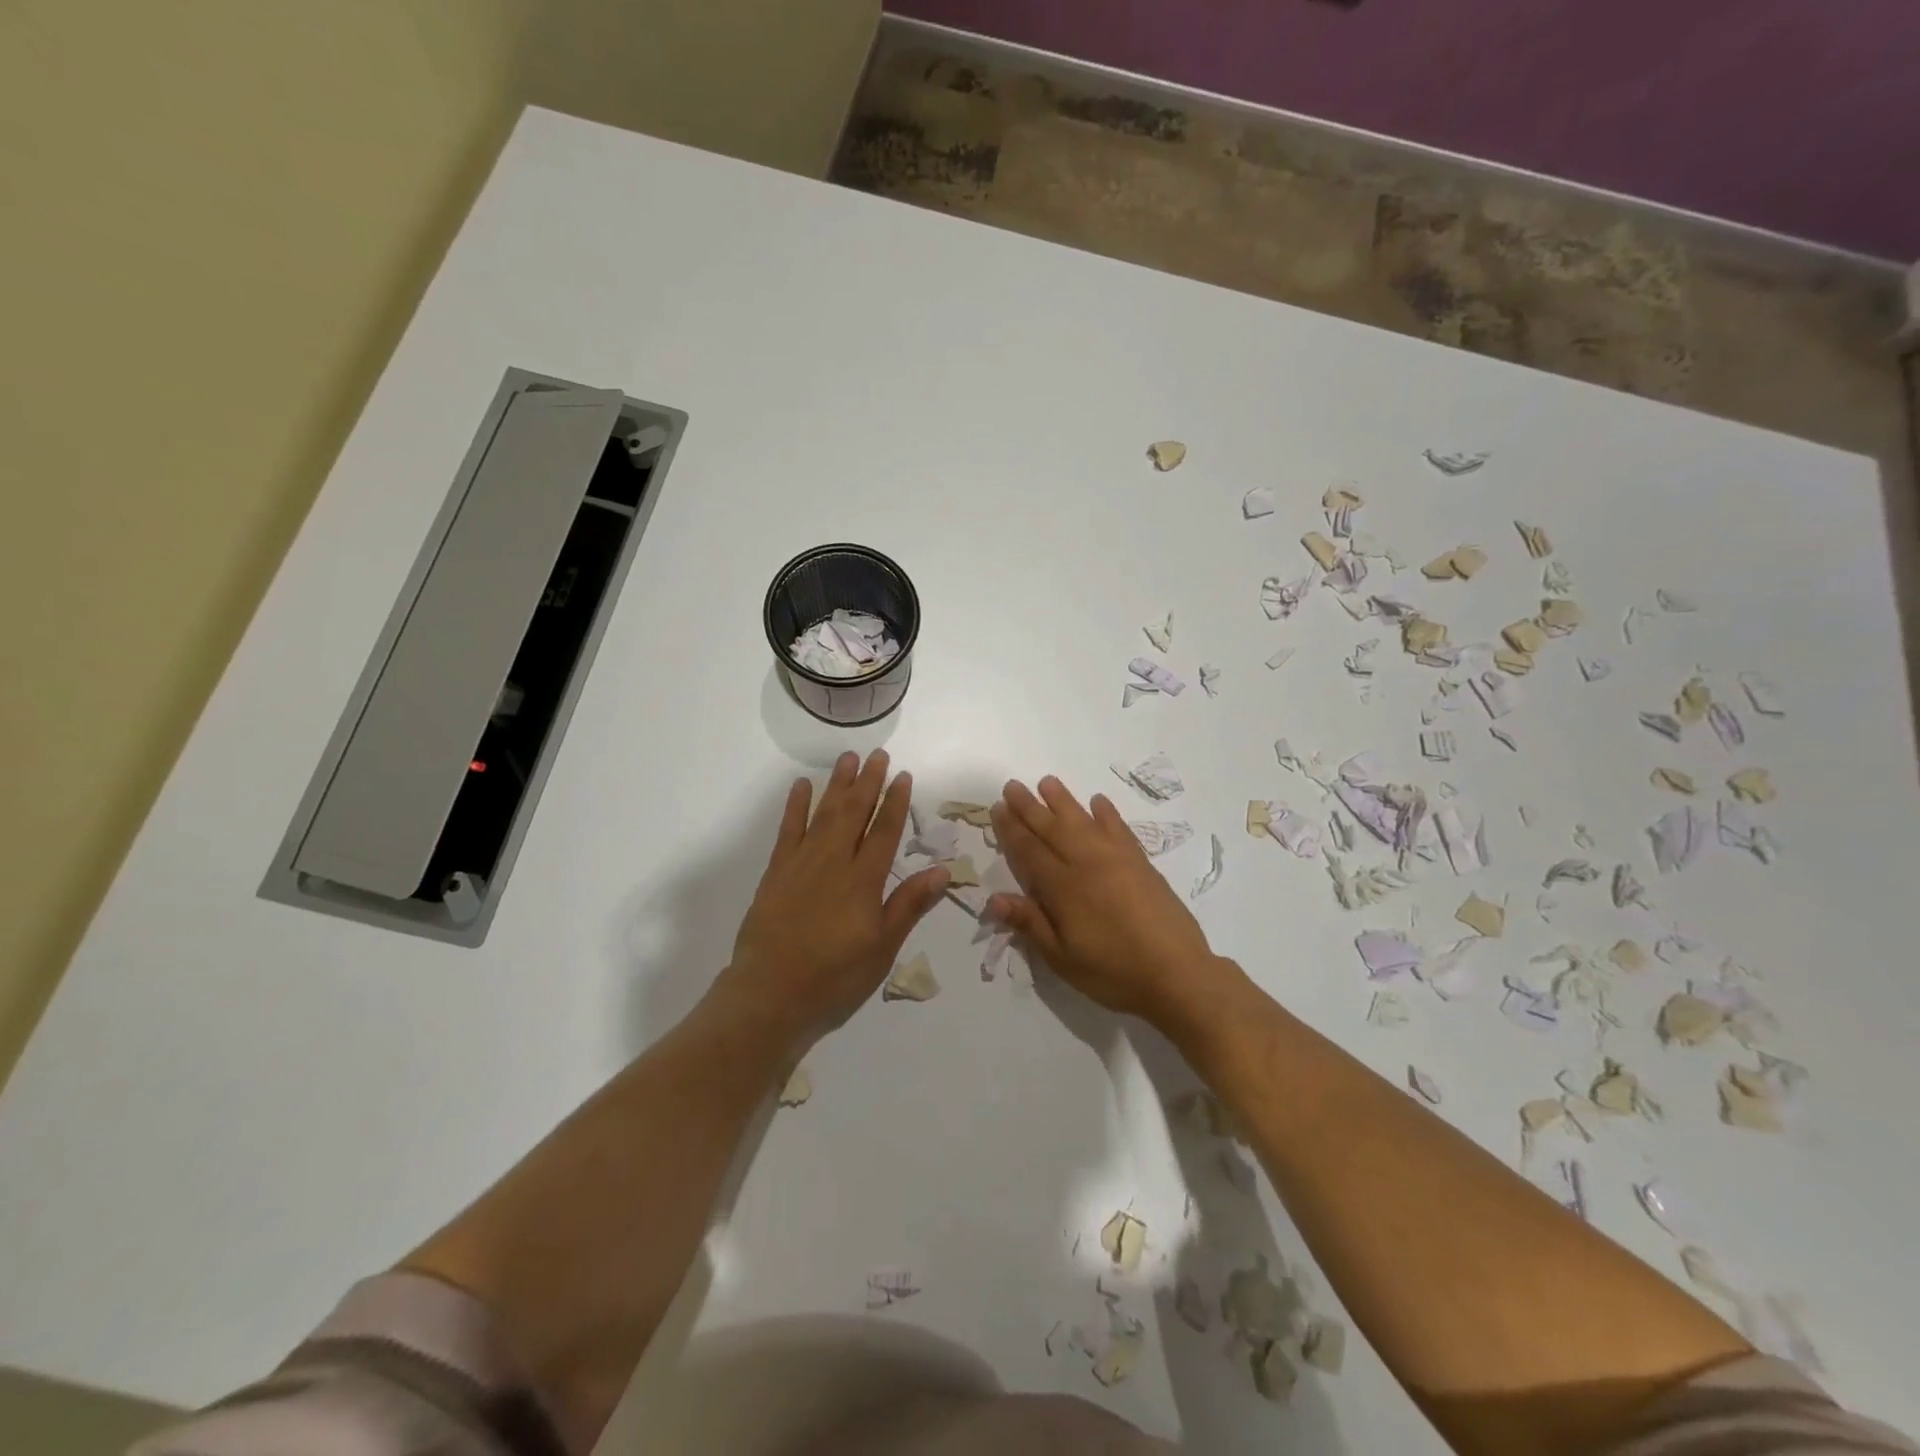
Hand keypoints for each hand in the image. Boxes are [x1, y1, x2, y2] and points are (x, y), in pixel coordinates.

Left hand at [722, 750, 948, 1049]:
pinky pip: (788, 829)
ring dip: (837, 785)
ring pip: (824, 813)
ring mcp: (801, 863)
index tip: (902, 776)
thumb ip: (909, 905)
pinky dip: (796, 805)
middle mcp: (834, 862)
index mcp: (863, 880)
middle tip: (877, 755)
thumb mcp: (882, 948)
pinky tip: (802, 786)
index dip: (895, 802)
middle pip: (854, 813)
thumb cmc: (834, 977)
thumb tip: (942, 870)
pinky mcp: (776, 872)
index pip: (884, 831)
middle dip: (867, 782)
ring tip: (848, 759)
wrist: (769, 995)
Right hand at [986, 776, 1226, 1024]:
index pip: (1029, 851)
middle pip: (1051, 828)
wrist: (1176, 973)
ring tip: (1047, 782)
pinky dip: (1107, 813)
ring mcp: (1116, 859)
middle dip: (1029, 807)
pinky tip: (1098, 801)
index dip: (1011, 830)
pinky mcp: (1140, 862)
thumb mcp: (1062, 958)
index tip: (997, 808)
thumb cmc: (1113, 971)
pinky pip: (1119, 829)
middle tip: (1012, 786)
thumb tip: (993, 899)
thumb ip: (1030, 923)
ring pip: (1083, 821)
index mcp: (1063, 888)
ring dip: (1063, 800)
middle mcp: (1086, 864)